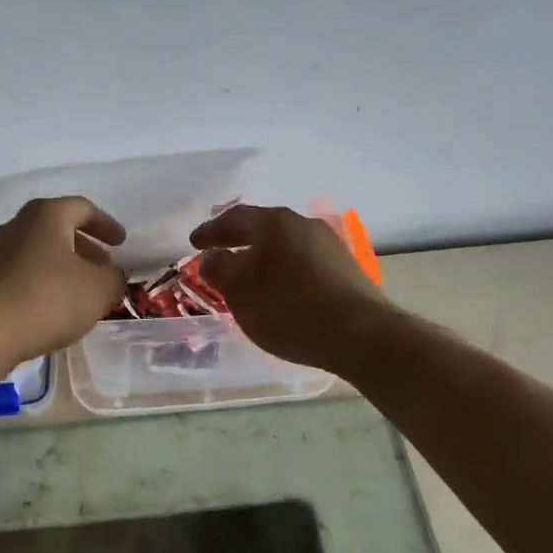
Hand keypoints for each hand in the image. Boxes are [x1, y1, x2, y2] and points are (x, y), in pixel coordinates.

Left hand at [0, 197, 128, 367]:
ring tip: (81, 290)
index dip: (106, 224)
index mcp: (47, 215)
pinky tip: (52, 307)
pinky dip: (42, 281)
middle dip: (84, 246)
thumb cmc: (47, 299)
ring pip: (38, 251)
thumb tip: (114, 274)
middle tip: (103, 266)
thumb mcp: (98, 290)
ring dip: (62, 266)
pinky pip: (21, 272)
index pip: (83, 208)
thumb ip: (114, 278)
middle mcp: (17, 225)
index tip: (121, 242)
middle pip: (57, 228)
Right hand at [190, 205, 391, 370]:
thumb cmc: (288, 308)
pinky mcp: (346, 269)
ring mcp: (329, 245)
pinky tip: (281, 289)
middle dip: (238, 241)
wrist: (360, 334)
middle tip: (218, 253)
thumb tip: (212, 257)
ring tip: (248, 275)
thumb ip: (219, 269)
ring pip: (285, 245)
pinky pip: (303, 262)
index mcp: (274, 223)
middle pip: (262, 228)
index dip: (210, 231)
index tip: (193, 243)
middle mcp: (303, 224)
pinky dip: (284, 271)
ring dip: (263, 257)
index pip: (233, 218)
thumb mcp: (240, 291)